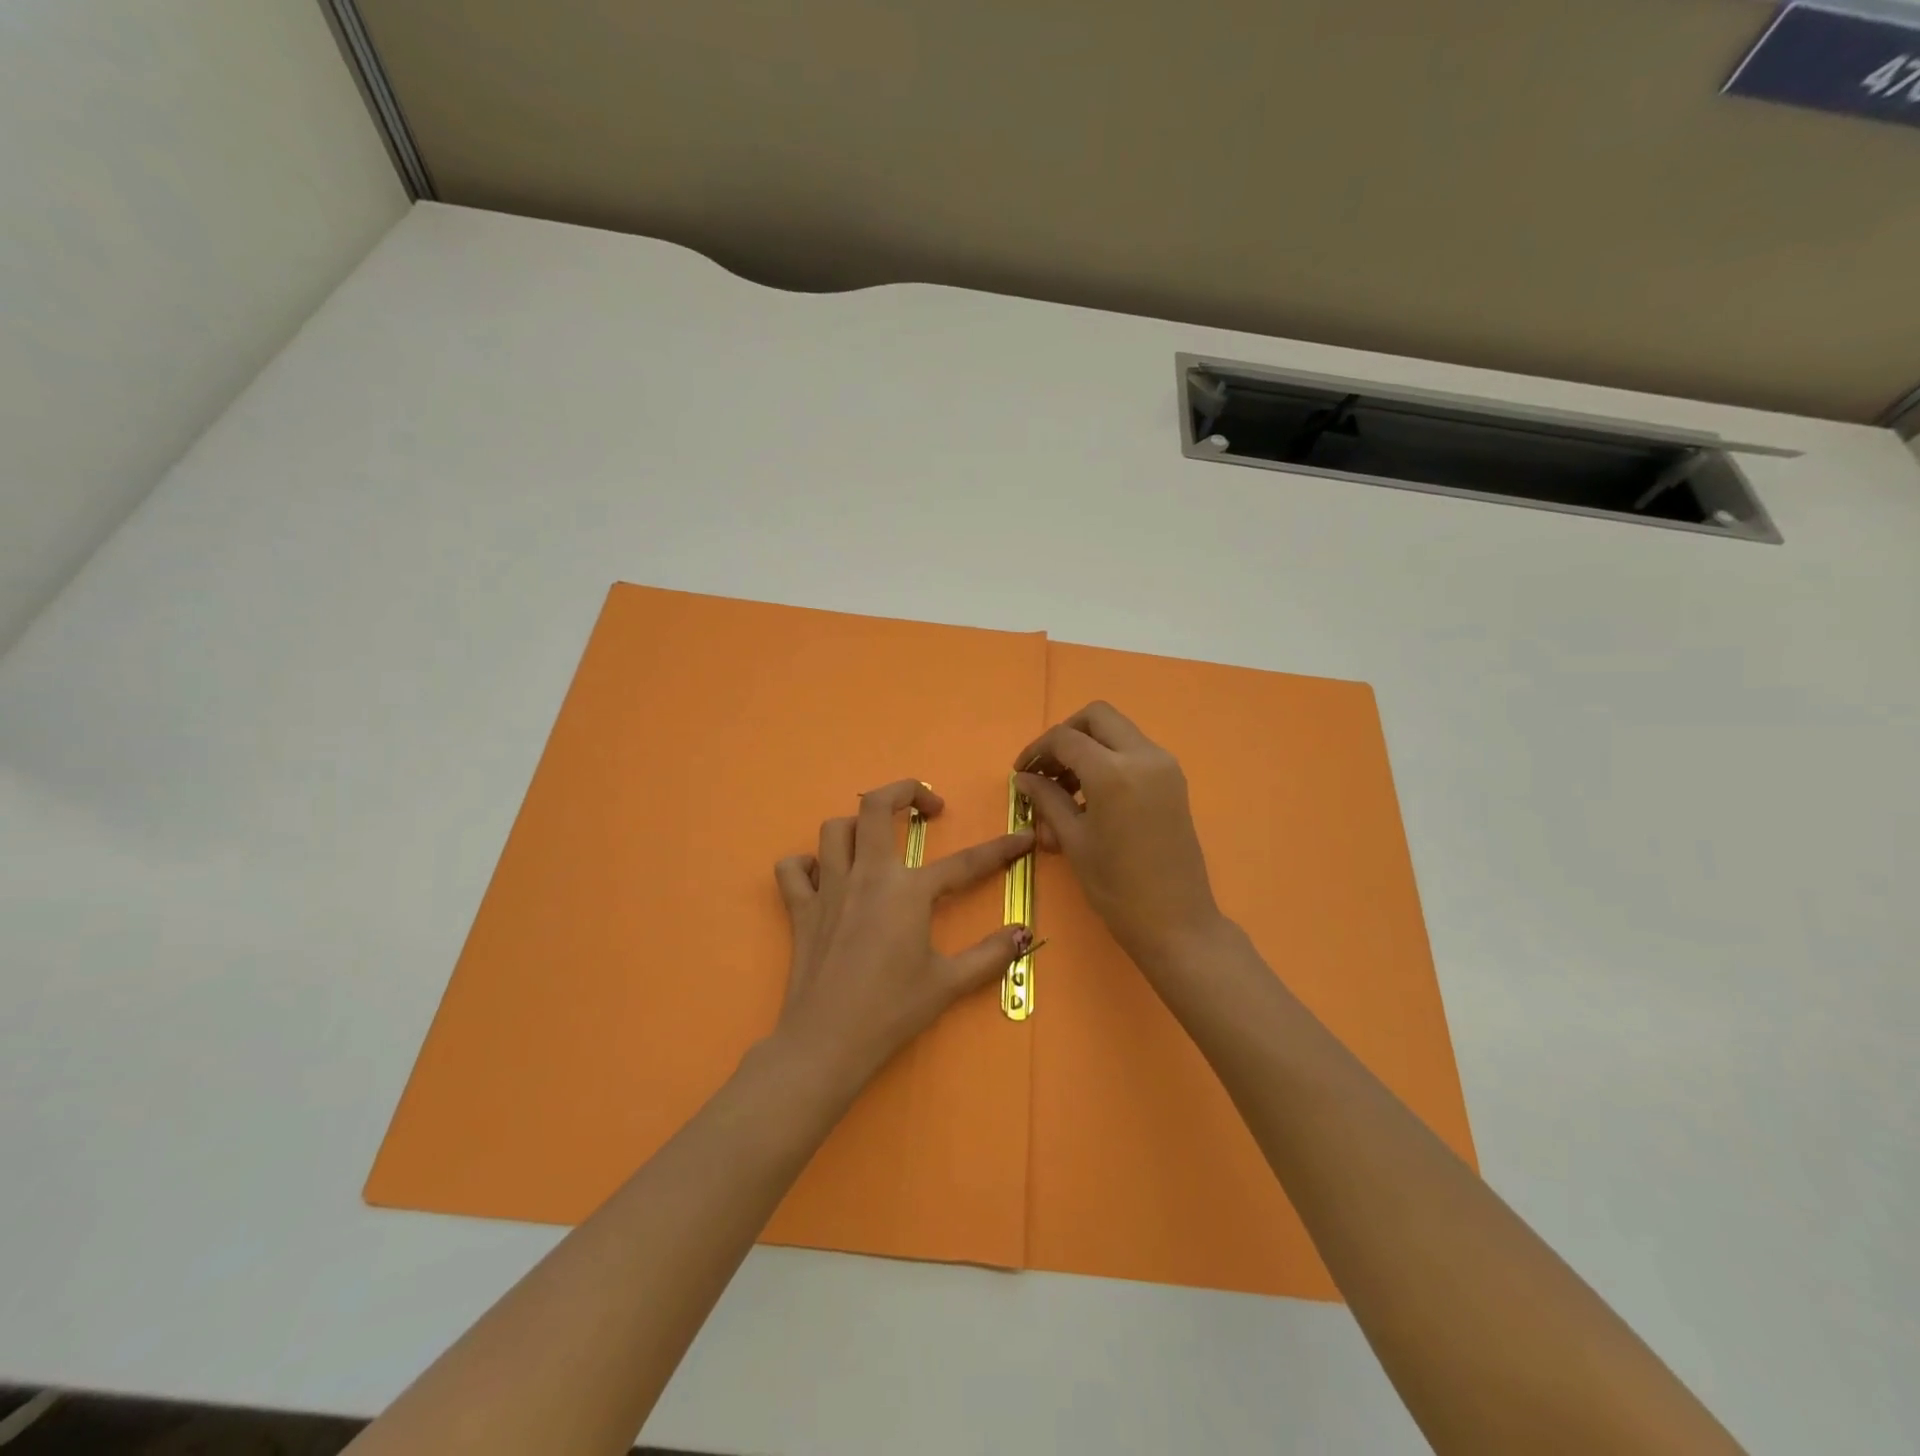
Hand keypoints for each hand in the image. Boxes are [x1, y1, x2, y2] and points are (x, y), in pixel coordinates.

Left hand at [772, 779, 1033, 1086]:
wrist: (826, 1042)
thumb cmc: (891, 1011)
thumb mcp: (948, 983)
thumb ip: (990, 955)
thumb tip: (1023, 933)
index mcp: (908, 891)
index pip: (965, 862)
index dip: (1000, 849)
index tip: (1023, 838)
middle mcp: (867, 875)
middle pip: (875, 806)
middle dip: (905, 792)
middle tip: (928, 810)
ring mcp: (828, 888)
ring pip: (833, 829)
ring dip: (858, 826)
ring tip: (877, 843)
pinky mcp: (800, 909)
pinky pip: (793, 869)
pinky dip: (807, 864)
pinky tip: (825, 877)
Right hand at [1015, 702, 1224, 976]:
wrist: (1177, 922)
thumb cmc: (1117, 888)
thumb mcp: (1074, 841)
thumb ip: (1047, 799)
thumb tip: (1024, 777)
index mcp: (1113, 772)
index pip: (1065, 739)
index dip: (1037, 750)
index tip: (1021, 773)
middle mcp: (1143, 756)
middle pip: (1097, 717)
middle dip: (1066, 735)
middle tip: (1047, 769)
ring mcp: (1164, 766)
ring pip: (1117, 732)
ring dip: (1088, 747)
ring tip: (1065, 789)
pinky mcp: (1174, 780)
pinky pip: (1134, 752)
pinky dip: (1109, 760)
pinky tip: (1091, 797)